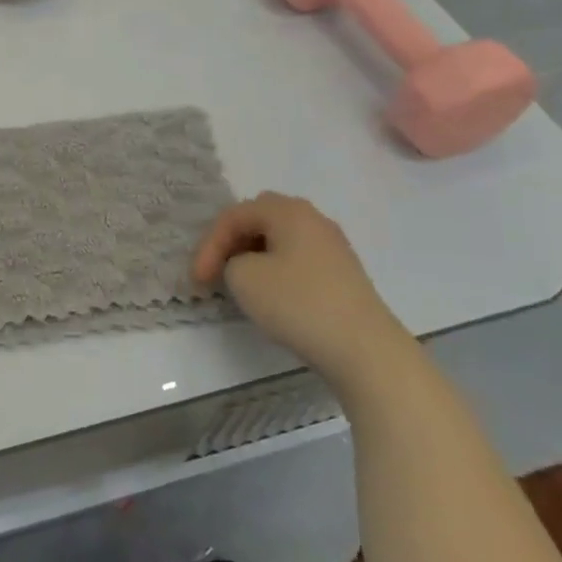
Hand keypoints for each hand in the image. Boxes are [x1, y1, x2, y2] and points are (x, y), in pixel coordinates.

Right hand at [192, 192, 411, 390]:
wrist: (364, 349)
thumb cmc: (298, 304)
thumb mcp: (243, 278)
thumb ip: (231, 261)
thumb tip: (246, 265)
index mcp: (288, 211)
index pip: (233, 216)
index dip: (208, 245)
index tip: (197, 280)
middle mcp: (313, 219)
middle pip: (259, 217)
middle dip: (232, 240)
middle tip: (217, 267)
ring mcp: (332, 246)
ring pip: (280, 237)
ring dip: (253, 254)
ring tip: (239, 281)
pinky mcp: (343, 273)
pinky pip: (297, 257)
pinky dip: (276, 268)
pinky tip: (271, 293)